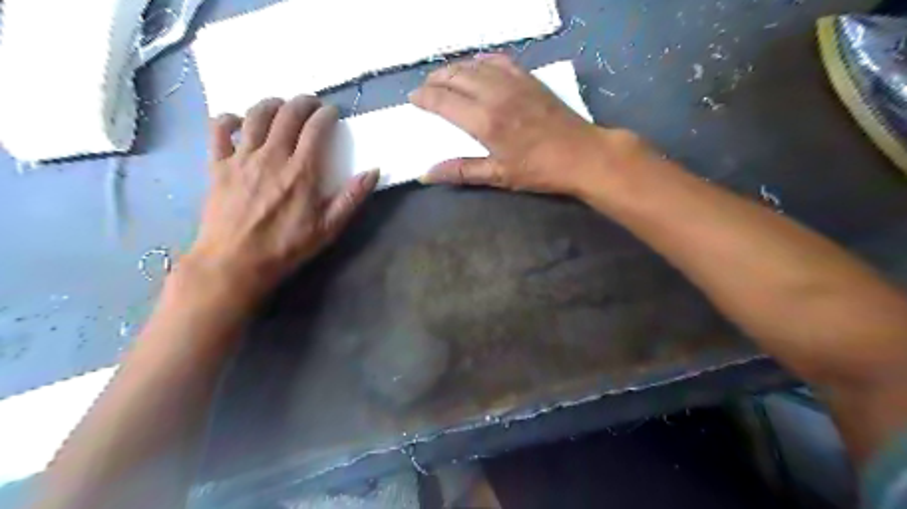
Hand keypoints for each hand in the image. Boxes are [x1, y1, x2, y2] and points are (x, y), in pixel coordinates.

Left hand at [186, 95, 379, 298]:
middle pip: (287, 114)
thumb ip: (351, 198)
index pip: (316, 128)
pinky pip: (219, 130)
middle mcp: (271, 156)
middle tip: (312, 104)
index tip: (333, 113)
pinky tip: (239, 121)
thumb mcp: (328, 229)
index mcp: (301, 171)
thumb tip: (373, 171)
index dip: (326, 115)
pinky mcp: (217, 165)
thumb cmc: (286, 247)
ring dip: (272, 104)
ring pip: (255, 115)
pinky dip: (230, 119)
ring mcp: (241, 158)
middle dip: (303, 102)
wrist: (235, 262)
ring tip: (282, 107)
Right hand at [414, 53, 639, 193]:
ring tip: (444, 76)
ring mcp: (514, 83)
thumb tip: (426, 175)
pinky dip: (482, 61)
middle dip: (435, 79)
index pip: (444, 101)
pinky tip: (477, 65)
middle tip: (425, 87)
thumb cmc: (539, 170)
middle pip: (456, 77)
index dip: (425, 98)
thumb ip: (461, 171)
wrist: (582, 154)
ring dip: (455, 68)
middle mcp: (495, 95)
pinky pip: (500, 60)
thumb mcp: (498, 176)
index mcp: (485, 121)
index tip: (413, 98)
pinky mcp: (529, 79)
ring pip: (475, 66)